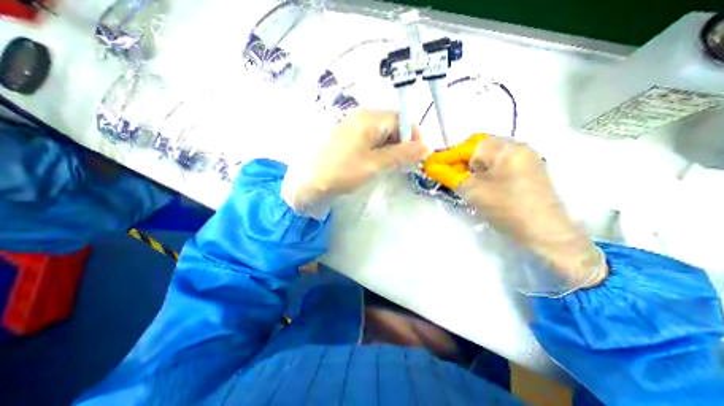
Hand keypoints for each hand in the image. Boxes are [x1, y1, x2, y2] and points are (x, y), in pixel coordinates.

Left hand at [281, 109, 427, 218]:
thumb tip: (427, 147)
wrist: (308, 182)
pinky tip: (378, 164)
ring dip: (392, 149)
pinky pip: (371, 140)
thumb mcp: (375, 164)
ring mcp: (353, 127)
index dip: (414, 136)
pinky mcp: (347, 138)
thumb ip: (402, 154)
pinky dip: (380, 151)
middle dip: (403, 144)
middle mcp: (361, 117)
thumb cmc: (342, 172)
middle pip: (392, 125)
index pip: (401, 119)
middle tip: (406, 164)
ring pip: (382, 134)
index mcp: (369, 118)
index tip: (419, 155)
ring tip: (392, 166)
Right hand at [423, 135, 605, 287]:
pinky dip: (483, 170)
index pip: (466, 146)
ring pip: (488, 156)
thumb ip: (449, 175)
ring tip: (461, 179)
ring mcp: (524, 158)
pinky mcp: (527, 170)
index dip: (445, 156)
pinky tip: (478, 182)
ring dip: (470, 165)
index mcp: (504, 148)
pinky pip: (498, 164)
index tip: (430, 165)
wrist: (545, 233)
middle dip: (459, 159)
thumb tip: (430, 167)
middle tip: (447, 173)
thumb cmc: (505, 208)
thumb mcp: (472, 190)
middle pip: (478, 147)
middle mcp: (516, 147)